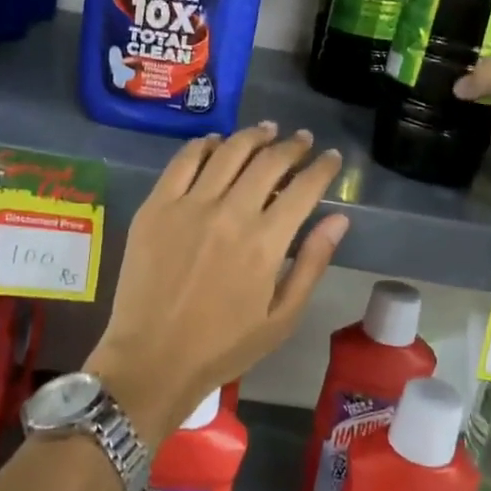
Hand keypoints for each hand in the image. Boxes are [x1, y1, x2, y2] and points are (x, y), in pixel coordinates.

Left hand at [87, 123, 349, 444]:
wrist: (152, 359)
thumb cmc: (223, 346)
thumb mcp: (282, 318)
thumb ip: (312, 264)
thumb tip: (339, 219)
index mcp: (265, 243)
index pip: (304, 188)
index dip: (323, 167)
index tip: (332, 157)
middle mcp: (230, 213)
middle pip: (268, 161)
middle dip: (292, 146)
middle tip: (302, 140)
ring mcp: (189, 205)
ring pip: (228, 152)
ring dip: (252, 136)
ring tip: (266, 131)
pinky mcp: (156, 206)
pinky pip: (183, 161)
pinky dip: (204, 145)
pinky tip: (216, 142)